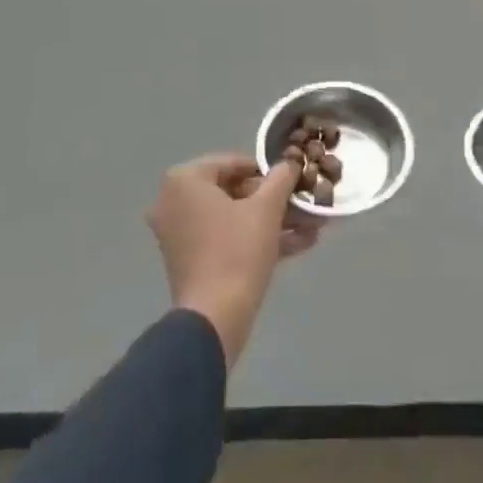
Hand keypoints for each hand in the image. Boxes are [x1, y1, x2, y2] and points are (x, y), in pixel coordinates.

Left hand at [146, 153, 317, 366]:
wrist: (214, 320)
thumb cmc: (237, 252)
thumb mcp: (267, 208)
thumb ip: (280, 178)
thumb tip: (290, 163)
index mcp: (184, 180)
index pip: (233, 163)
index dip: (267, 171)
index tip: (291, 181)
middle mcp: (174, 202)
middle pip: (232, 191)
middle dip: (272, 201)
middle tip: (301, 205)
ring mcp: (179, 233)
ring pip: (232, 218)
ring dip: (270, 222)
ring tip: (308, 226)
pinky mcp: (189, 261)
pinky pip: (225, 239)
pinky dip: (255, 240)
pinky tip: (297, 245)